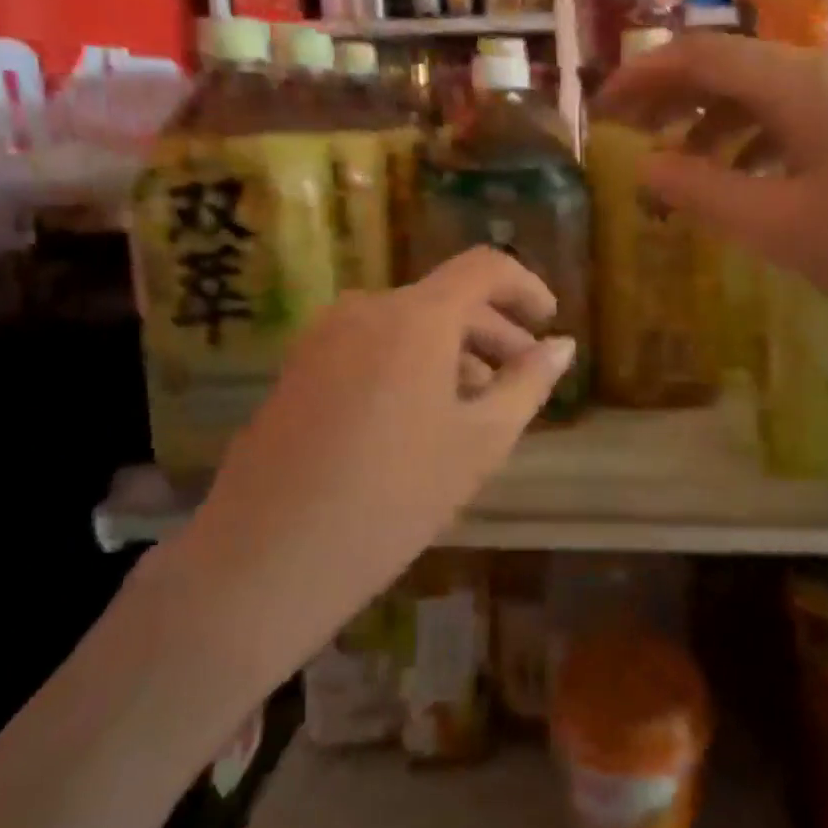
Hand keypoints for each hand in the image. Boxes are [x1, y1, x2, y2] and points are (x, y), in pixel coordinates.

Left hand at [167, 248, 573, 696]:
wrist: (265, 559)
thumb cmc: (393, 497)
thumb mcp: (479, 442)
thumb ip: (527, 383)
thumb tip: (562, 345)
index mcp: (416, 316)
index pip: (484, 267)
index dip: (525, 286)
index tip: (549, 320)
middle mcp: (366, 308)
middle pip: (445, 299)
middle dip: (493, 331)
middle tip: (522, 377)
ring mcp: (323, 337)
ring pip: (407, 326)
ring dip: (452, 352)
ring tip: (477, 406)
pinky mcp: (298, 368)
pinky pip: (370, 347)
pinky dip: (410, 365)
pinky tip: (420, 418)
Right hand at [597, 32, 827, 353]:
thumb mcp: (779, 227)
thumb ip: (700, 191)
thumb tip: (643, 165)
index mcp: (803, 82)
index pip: (701, 55)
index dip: (642, 75)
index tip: (601, 107)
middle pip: (734, 66)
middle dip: (675, 96)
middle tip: (631, 134)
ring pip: (770, 93)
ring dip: (716, 122)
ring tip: (683, 167)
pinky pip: (804, 116)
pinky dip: (760, 139)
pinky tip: (750, 178)